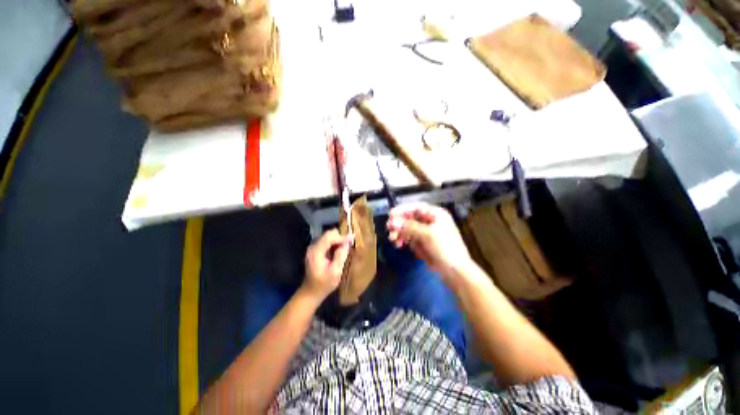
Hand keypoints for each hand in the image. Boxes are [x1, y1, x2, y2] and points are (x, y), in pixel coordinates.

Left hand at [301, 229, 350, 301]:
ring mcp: (313, 248)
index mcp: (316, 252)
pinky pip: (327, 241)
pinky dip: (335, 243)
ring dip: (338, 240)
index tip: (352, 238)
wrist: (311, 293)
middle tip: (349, 244)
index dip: (342, 237)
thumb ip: (340, 256)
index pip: (329, 237)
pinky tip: (340, 250)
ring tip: (346, 247)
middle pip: (328, 234)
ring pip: (328, 237)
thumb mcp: (335, 272)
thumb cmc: (323, 285)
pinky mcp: (316, 250)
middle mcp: (313, 247)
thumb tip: (347, 243)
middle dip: (340, 237)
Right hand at [387, 203, 472, 283]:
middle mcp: (431, 221)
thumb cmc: (444, 248)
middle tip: (389, 229)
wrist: (455, 271)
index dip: (403, 210)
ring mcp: (427, 232)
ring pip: (409, 228)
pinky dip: (404, 240)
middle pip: (411, 218)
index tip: (390, 214)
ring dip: (400, 232)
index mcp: (436, 214)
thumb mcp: (427, 235)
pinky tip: (399, 245)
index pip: (416, 207)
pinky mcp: (423, 242)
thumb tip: (392, 222)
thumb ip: (409, 227)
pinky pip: (410, 237)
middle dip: (400, 223)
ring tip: (393, 239)